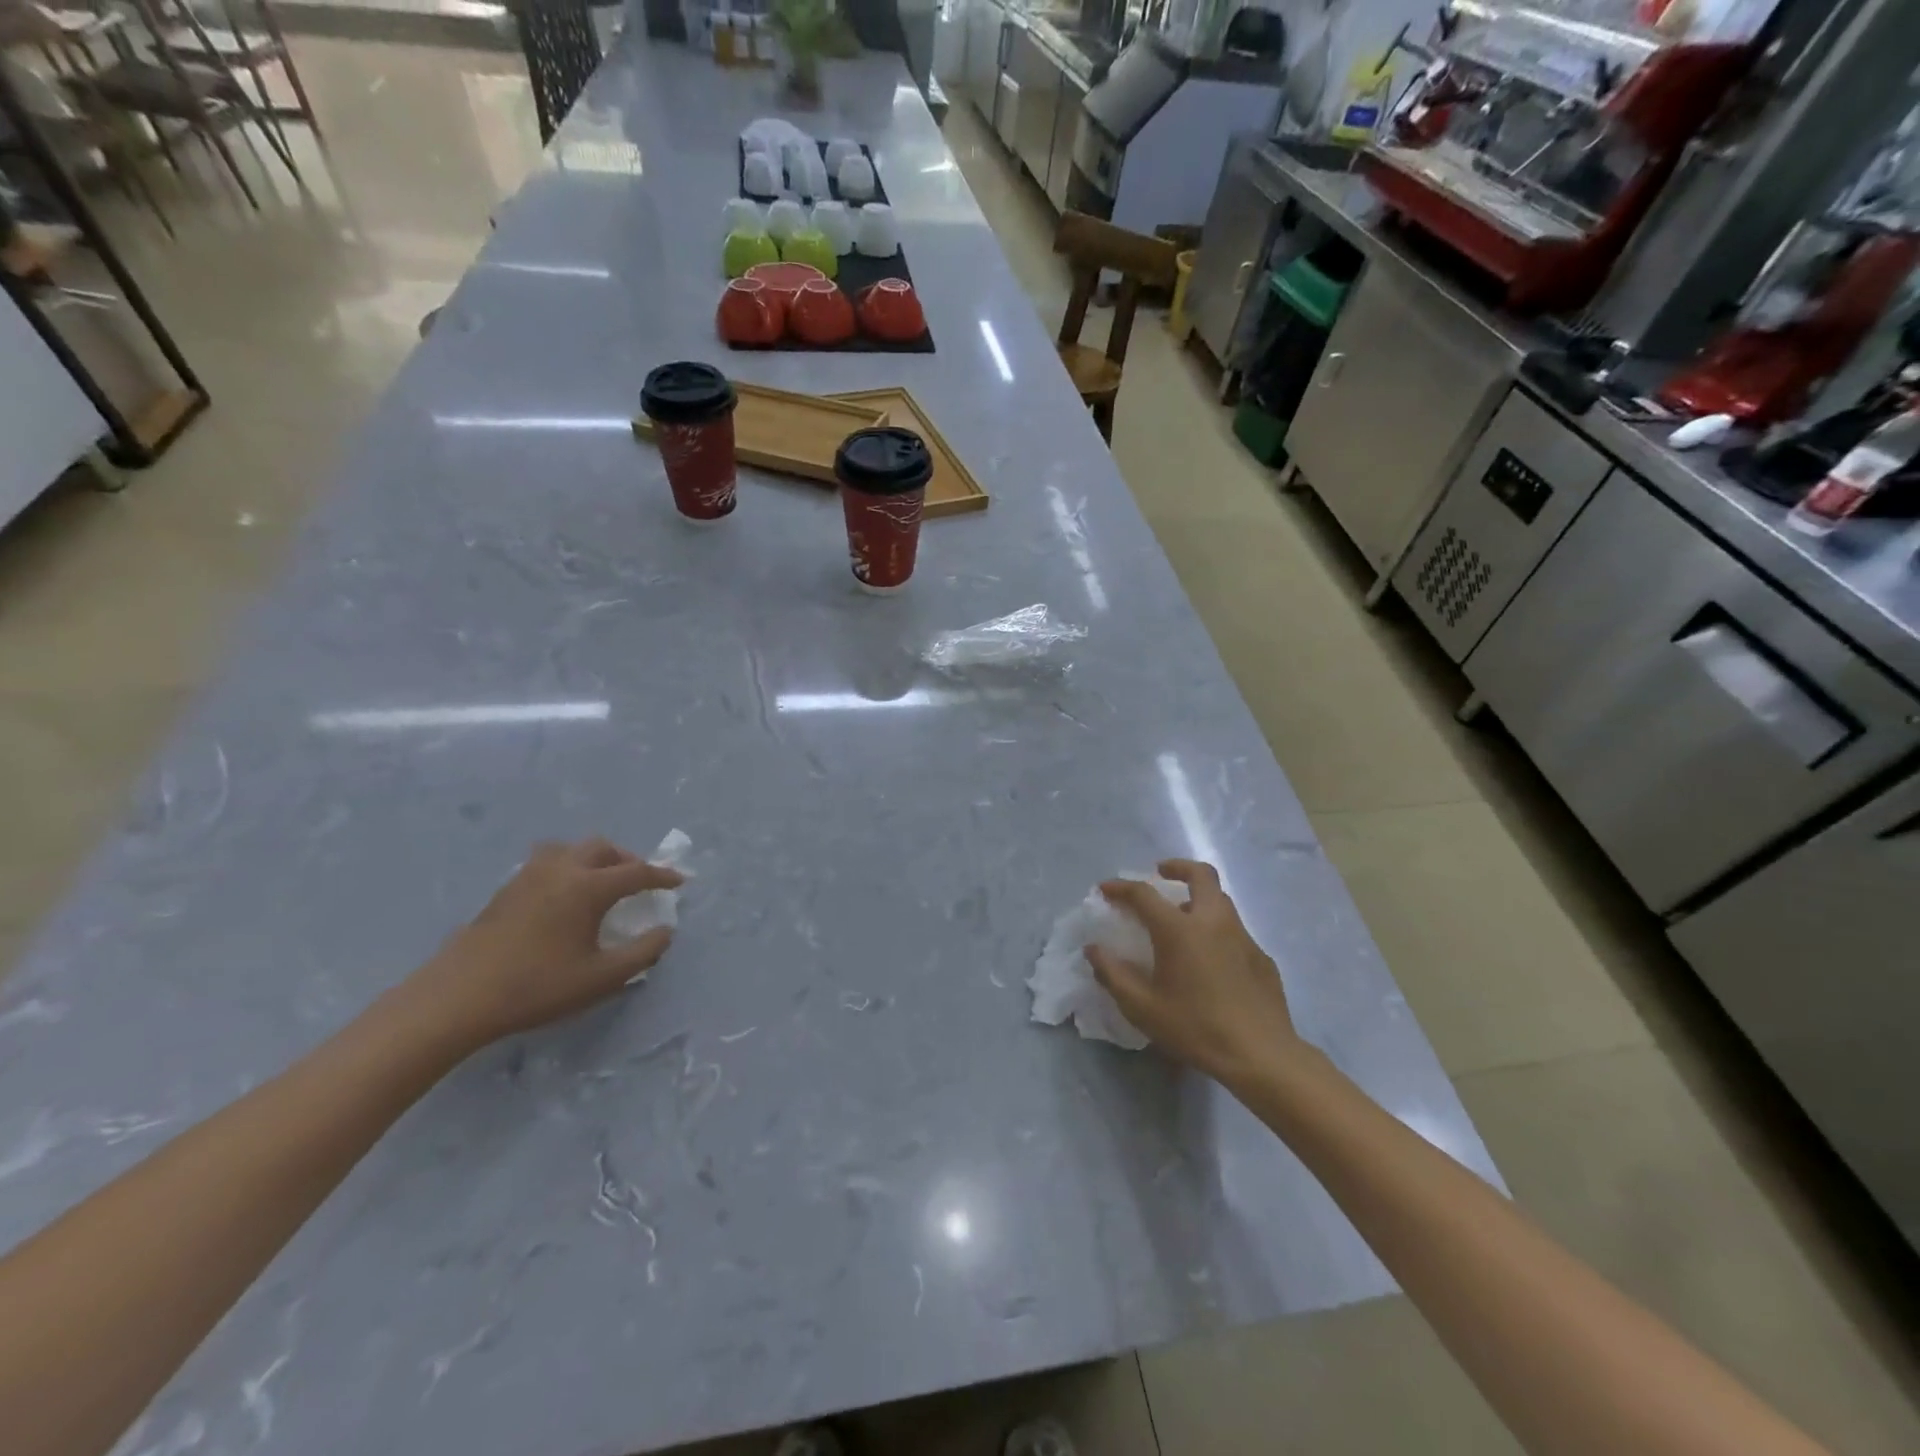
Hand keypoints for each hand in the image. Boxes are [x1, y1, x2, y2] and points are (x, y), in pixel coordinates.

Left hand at [397, 838, 683, 1054]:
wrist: (457, 998)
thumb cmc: (537, 987)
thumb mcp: (601, 978)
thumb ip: (643, 952)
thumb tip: (665, 931)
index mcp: (588, 887)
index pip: (636, 872)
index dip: (662, 876)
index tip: (679, 882)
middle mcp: (561, 870)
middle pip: (602, 849)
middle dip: (627, 860)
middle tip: (639, 881)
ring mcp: (528, 876)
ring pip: (570, 849)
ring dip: (594, 859)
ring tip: (601, 881)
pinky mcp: (506, 889)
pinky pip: (548, 862)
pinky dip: (568, 868)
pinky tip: (564, 896)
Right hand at [1085, 860, 1299, 1088]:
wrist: (1261, 1055)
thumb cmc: (1195, 1028)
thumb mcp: (1142, 1007)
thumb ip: (1113, 974)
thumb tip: (1094, 949)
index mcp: (1179, 929)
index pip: (1144, 893)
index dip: (1121, 887)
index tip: (1106, 889)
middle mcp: (1213, 921)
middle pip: (1200, 874)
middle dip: (1177, 867)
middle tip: (1161, 873)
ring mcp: (1242, 936)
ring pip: (1221, 899)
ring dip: (1198, 896)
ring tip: (1182, 917)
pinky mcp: (1261, 956)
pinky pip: (1235, 930)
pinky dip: (1216, 929)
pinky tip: (1210, 958)